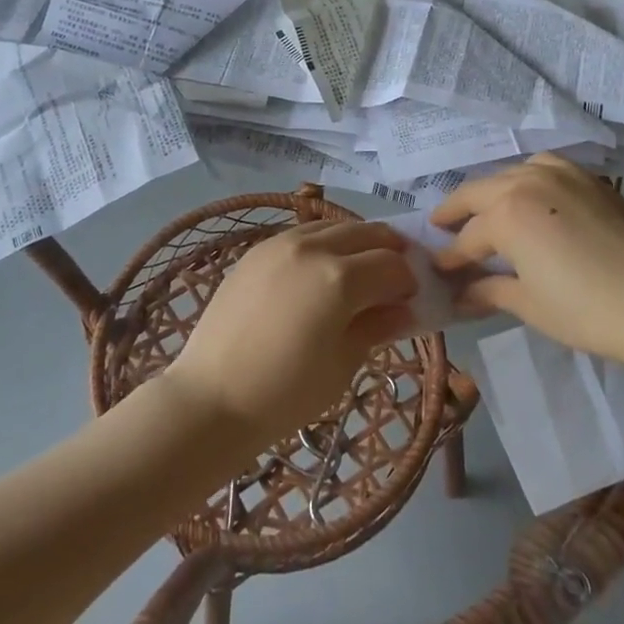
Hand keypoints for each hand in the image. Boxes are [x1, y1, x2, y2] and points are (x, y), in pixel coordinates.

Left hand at [165, 220, 416, 450]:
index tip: (411, 299)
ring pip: (333, 226)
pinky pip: (302, 234)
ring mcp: (280, 244)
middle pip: (366, 233)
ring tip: (361, 269)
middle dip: (389, 250)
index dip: (409, 280)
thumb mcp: (342, 365)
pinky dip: (323, 242)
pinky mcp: (256, 250)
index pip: (392, 265)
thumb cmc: (285, 394)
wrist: (212, 397)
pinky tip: (322, 268)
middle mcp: (313, 248)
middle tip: (396, 275)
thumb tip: (403, 309)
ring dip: (356, 241)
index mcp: (340, 278)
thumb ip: (376, 327)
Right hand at [432, 154, 623, 361]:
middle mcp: (525, 183)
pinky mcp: (586, 177)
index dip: (449, 257)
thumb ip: (489, 290)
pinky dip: (524, 177)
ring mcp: (558, 174)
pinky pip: (541, 166)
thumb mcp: (529, 304)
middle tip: (441, 229)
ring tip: (482, 212)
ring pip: (507, 175)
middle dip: (455, 213)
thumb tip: (460, 293)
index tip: (436, 269)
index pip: (467, 238)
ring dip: (488, 193)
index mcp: (506, 215)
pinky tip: (527, 195)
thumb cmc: (587, 310)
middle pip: (477, 193)